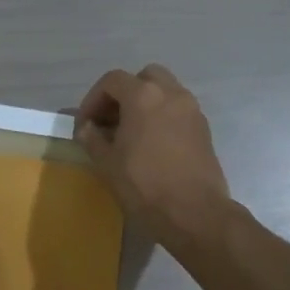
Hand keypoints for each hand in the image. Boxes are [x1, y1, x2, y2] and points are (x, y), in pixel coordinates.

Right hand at [76, 65, 231, 250]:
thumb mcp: (107, 162)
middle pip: (144, 77)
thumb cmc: (144, 185)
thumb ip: (92, 138)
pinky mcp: (204, 128)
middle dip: (124, 93)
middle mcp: (171, 93)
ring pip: (165, 91)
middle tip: (111, 120)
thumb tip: (86, 127)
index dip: (93, 99)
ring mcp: (192, 109)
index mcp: (143, 96)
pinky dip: (162, 116)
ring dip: (145, 103)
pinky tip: (152, 144)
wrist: (194, 212)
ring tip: (131, 132)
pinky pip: (178, 110)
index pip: (112, 81)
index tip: (86, 124)